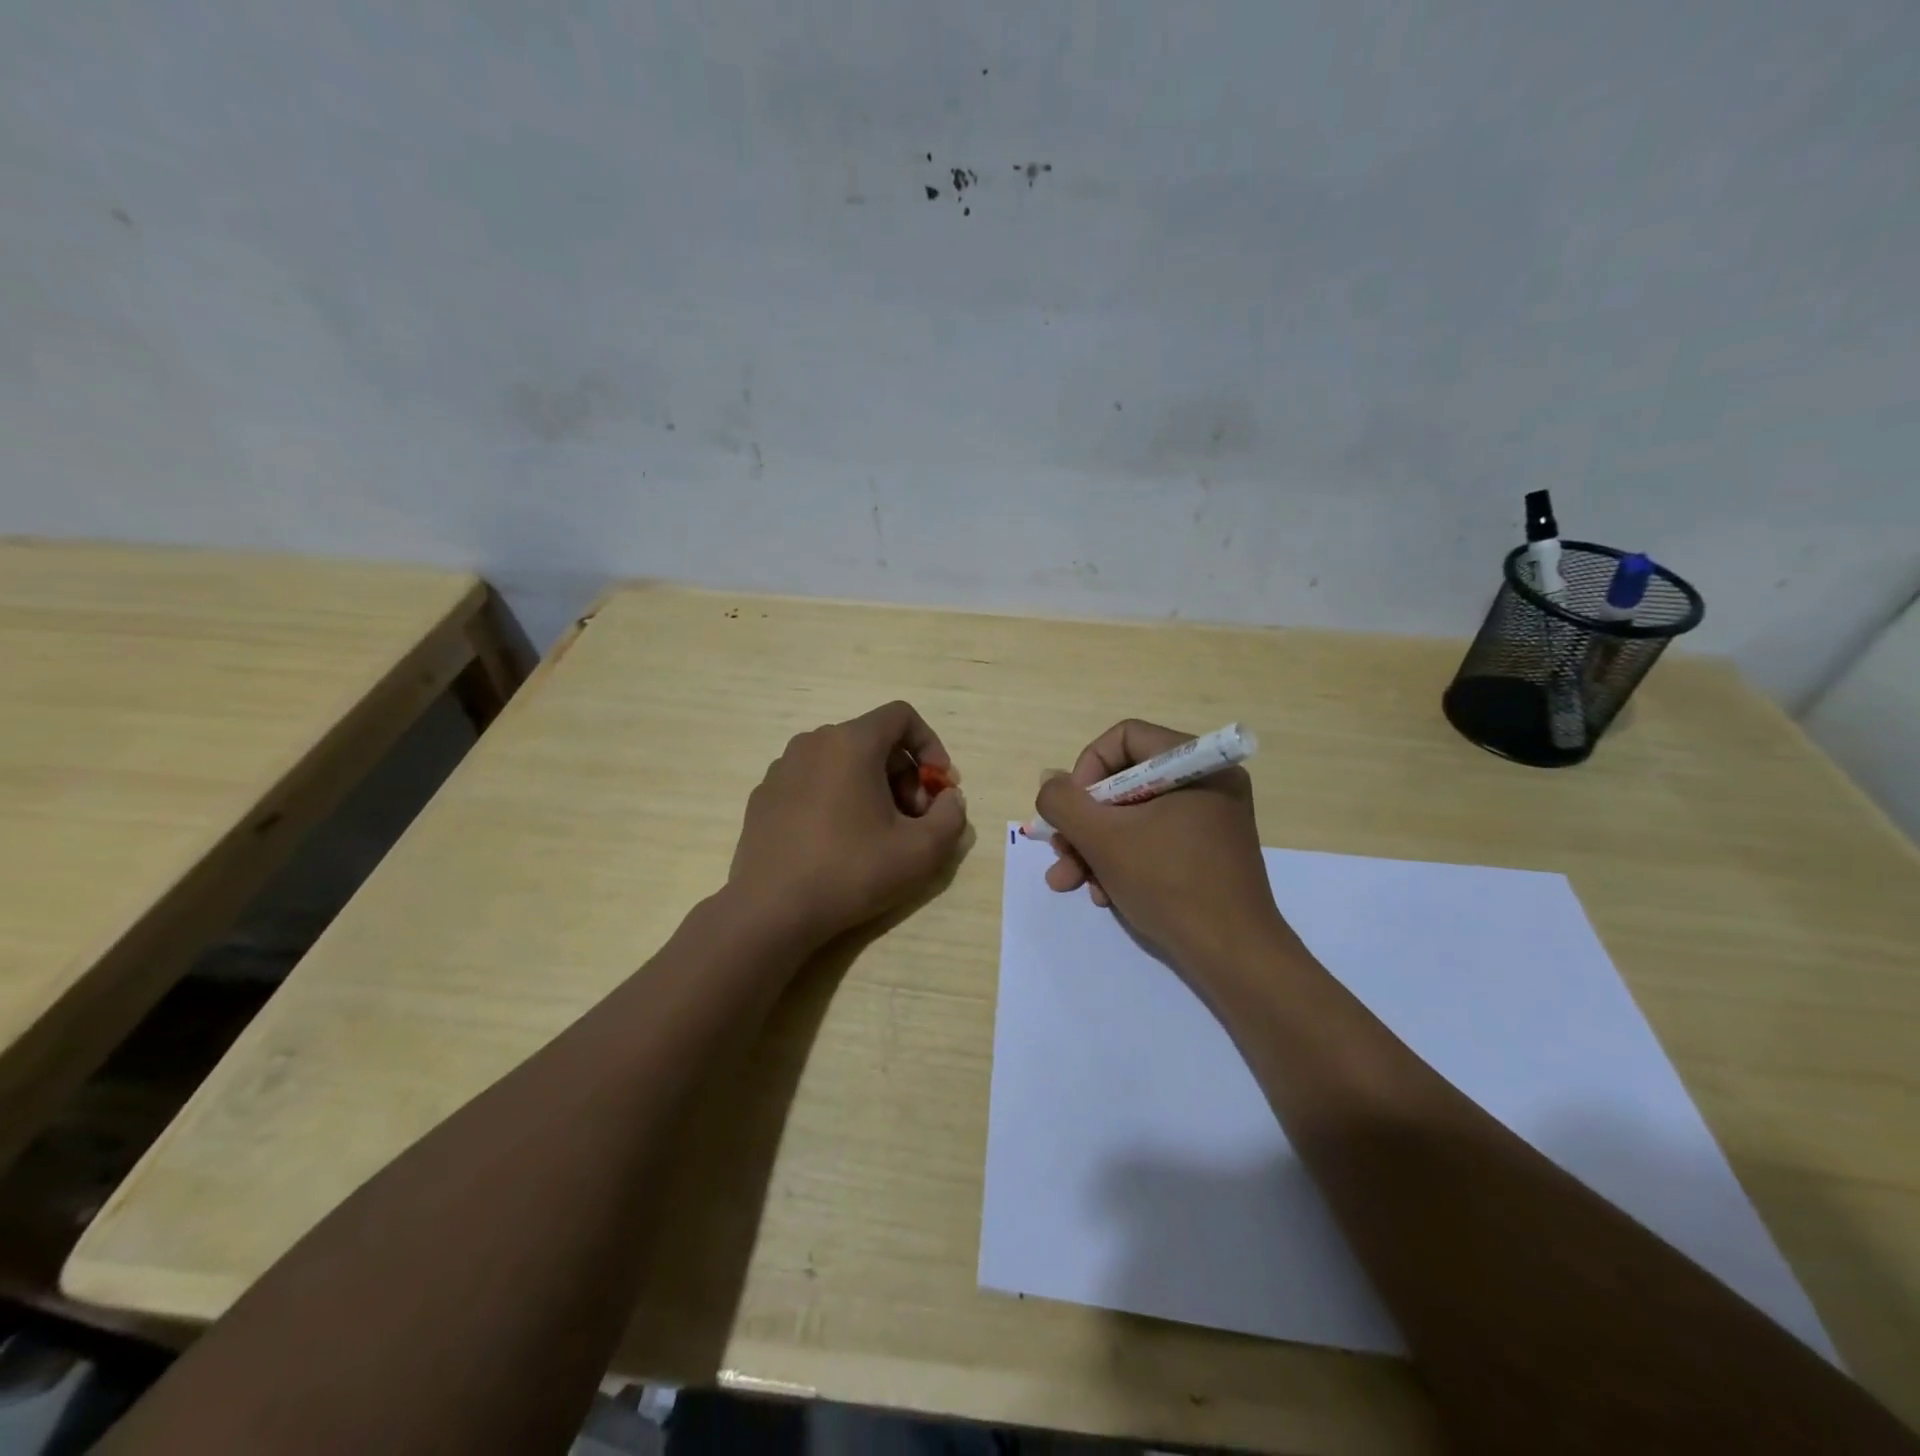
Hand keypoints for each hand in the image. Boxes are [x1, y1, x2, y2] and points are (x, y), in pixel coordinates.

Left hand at [728, 700, 967, 951]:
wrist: (771, 910)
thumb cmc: (851, 871)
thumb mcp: (921, 851)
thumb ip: (951, 817)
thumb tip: (949, 799)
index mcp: (851, 742)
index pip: (901, 716)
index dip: (930, 745)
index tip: (939, 786)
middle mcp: (813, 743)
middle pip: (874, 742)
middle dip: (904, 776)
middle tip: (914, 821)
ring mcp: (782, 768)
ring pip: (842, 763)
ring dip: (872, 789)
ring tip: (878, 835)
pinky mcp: (764, 796)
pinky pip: (813, 782)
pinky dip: (837, 799)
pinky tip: (838, 844)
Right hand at [1036, 719, 1286, 975]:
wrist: (1233, 956)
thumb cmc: (1169, 884)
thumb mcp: (1103, 839)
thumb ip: (1064, 802)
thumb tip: (1050, 781)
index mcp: (1195, 764)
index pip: (1124, 738)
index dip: (1086, 769)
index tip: (1072, 810)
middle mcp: (1207, 783)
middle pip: (1124, 781)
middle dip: (1084, 821)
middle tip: (1060, 852)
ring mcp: (1209, 819)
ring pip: (1134, 816)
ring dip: (1094, 847)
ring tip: (1069, 882)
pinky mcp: (1207, 851)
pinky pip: (1154, 839)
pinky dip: (1123, 861)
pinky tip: (1103, 894)